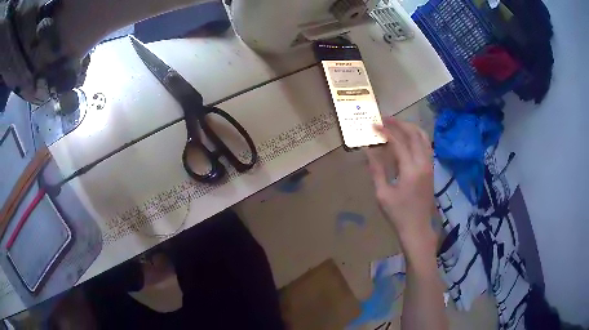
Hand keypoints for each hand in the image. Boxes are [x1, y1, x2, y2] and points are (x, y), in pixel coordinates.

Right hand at [366, 117, 435, 255]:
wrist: (418, 228)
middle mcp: (423, 163)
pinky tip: (408, 138)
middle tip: (385, 119)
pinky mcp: (431, 169)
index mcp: (411, 170)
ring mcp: (429, 166)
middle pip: (414, 134)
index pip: (398, 142)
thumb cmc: (398, 214)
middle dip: (399, 123)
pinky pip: (426, 146)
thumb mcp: (383, 194)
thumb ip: (377, 170)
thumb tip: (369, 150)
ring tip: (396, 124)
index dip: (385, 131)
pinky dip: (417, 136)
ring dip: (410, 127)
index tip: (373, 124)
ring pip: (423, 138)